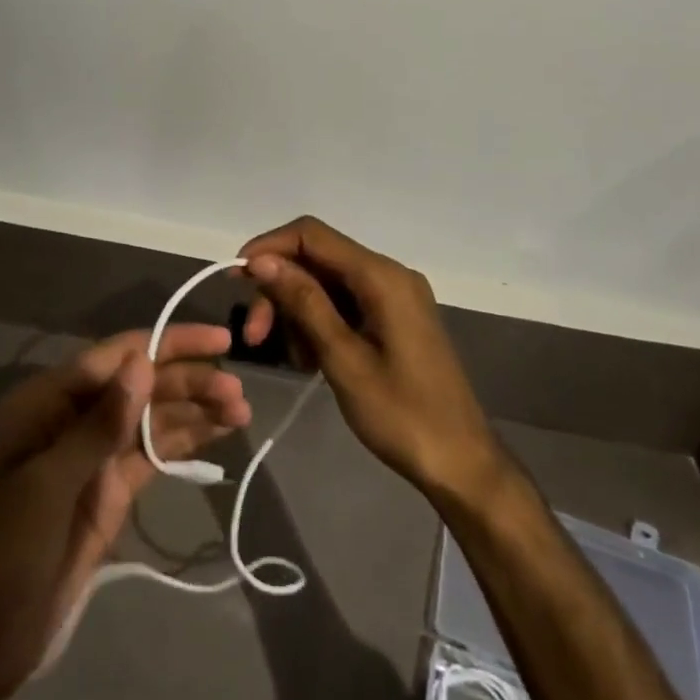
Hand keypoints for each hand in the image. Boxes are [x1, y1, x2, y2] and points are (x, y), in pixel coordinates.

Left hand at [0, 325, 248, 697]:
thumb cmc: (4, 549)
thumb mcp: (50, 483)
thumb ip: (100, 423)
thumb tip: (143, 361)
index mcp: (49, 399)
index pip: (118, 356)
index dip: (169, 343)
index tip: (219, 342)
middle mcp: (74, 417)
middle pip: (140, 385)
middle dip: (189, 383)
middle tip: (238, 393)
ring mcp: (94, 456)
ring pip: (152, 418)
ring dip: (194, 411)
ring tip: (240, 410)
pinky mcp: (110, 491)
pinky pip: (152, 454)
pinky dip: (184, 442)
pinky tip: (217, 433)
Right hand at [239, 217, 506, 505]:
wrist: (462, 464)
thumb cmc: (403, 415)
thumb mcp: (343, 359)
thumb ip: (304, 303)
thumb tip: (262, 260)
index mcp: (381, 276)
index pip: (312, 235)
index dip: (269, 247)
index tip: (237, 277)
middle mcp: (388, 274)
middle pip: (316, 260)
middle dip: (280, 290)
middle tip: (254, 336)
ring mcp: (393, 296)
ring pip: (326, 284)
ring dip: (296, 312)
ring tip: (287, 357)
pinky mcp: (393, 318)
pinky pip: (344, 304)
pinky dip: (319, 323)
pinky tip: (309, 360)